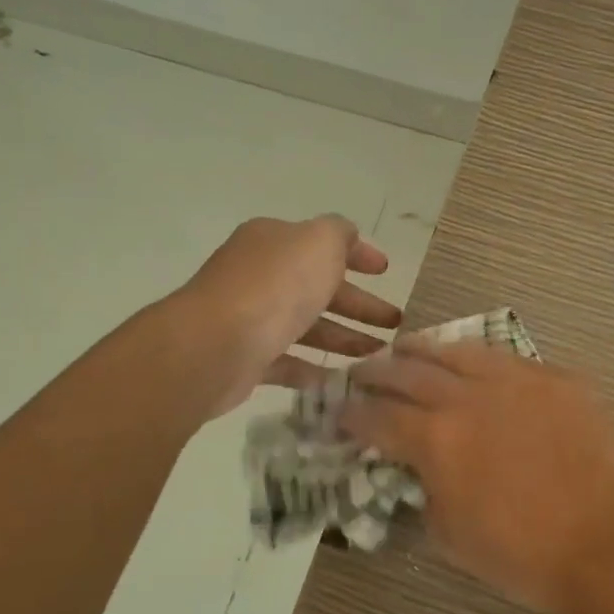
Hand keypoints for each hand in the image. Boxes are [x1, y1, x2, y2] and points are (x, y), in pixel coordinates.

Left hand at [178, 216, 402, 415]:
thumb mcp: (319, 242)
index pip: (323, 243)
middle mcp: (261, 275)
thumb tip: (349, 237)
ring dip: (346, 337)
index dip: (359, 255)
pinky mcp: (247, 358)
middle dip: (361, 304)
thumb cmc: (276, 285)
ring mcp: (251, 317)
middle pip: (320, 288)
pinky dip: (315, 369)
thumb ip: (340, 233)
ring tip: (381, 355)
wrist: (216, 344)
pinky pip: (289, 362)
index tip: (387, 272)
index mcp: (275, 241)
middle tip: (397, 323)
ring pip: (308, 326)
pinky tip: (343, 380)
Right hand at [339, 341, 613, 613]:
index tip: (339, 410)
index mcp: (437, 440)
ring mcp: (518, 381)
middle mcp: (470, 398)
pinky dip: (481, 360)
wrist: (613, 544)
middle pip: (411, 372)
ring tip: (408, 346)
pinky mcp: (558, 379)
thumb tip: (424, 473)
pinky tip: (476, 363)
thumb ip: (428, 495)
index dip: (353, 414)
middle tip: (363, 370)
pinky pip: (509, 359)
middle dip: (379, 371)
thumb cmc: (528, 557)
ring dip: (426, 349)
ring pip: (460, 351)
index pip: (379, 418)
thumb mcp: (454, 540)